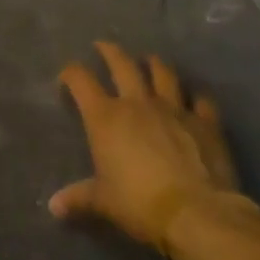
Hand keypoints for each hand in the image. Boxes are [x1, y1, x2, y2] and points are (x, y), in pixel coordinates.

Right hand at [50, 41, 240, 247]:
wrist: (197, 213)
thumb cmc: (139, 204)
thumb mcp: (103, 202)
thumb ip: (78, 198)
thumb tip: (54, 207)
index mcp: (105, 116)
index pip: (80, 80)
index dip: (71, 74)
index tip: (67, 78)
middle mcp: (137, 103)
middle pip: (121, 63)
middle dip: (110, 51)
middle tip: (103, 46)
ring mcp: (173, 108)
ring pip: (162, 73)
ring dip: (154, 64)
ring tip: (149, 60)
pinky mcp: (205, 122)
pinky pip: (201, 100)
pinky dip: (196, 96)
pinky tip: (194, 98)